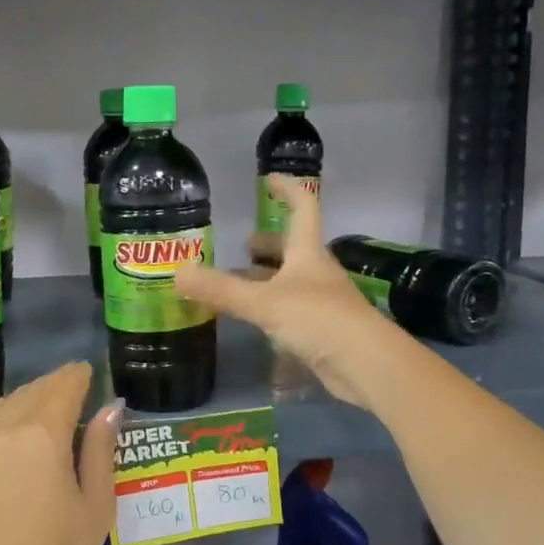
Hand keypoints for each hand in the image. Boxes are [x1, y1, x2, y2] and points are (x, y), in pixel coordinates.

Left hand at [0, 363, 121, 544]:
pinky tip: (12, 424)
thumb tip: (110, 408)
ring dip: (31, 395)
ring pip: (8, 401)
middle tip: (77, 389)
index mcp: (44, 433)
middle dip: (58, 383)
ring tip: (48, 408)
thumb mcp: (96, 502)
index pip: (65, 385)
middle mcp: (8, 427)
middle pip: (36, 389)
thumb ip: (101, 449)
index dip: (80, 375)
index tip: (91, 373)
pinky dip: (2, 411)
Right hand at [175, 175, 404, 408]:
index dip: (287, 190)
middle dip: (268, 245)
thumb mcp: (264, 302)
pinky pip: (290, 311)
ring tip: (236, 285)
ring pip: (289, 282)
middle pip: (292, 249)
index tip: (268, 180)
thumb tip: (177, 272)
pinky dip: (270, 311)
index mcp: (307, 253)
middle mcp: (316, 272)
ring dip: (266, 279)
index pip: (302, 208)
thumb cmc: (318, 319)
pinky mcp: (321, 330)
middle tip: (241, 245)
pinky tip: (253, 323)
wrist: (366, 365)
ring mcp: (321, 302)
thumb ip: (221, 289)